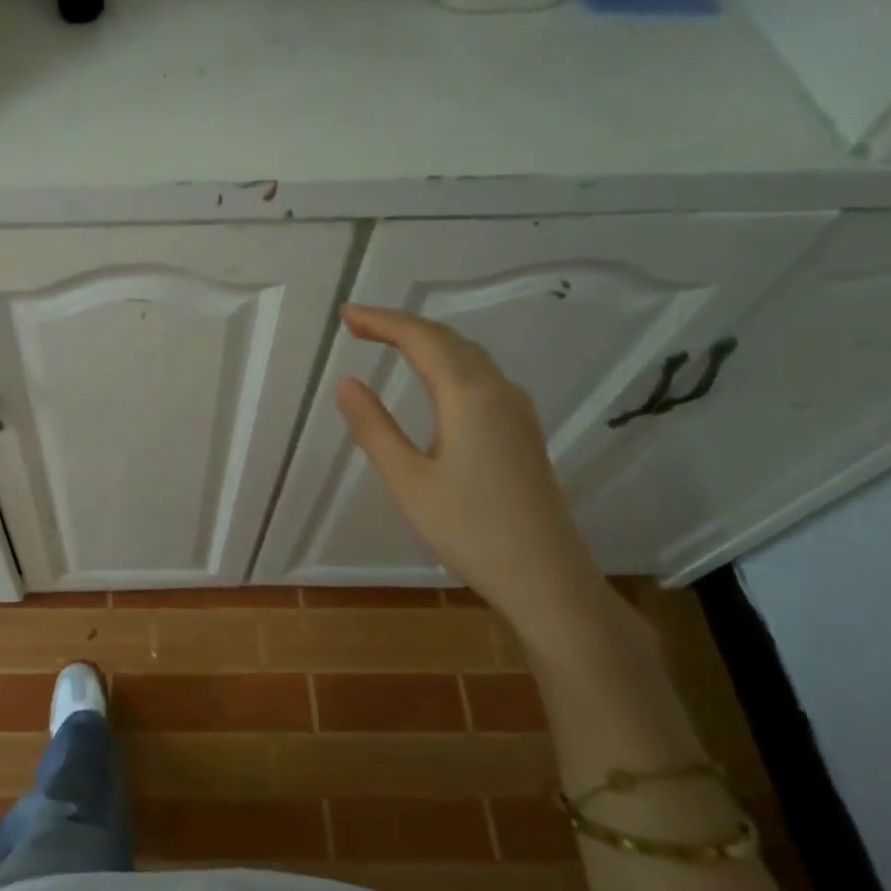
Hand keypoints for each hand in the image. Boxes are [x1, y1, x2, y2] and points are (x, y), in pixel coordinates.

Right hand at [334, 303, 607, 630]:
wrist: (545, 576)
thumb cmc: (469, 529)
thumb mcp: (408, 480)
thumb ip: (374, 427)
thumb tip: (346, 383)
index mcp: (469, 396)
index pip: (421, 339)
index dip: (381, 321)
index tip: (345, 314)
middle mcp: (498, 391)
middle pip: (448, 340)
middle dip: (401, 325)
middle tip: (358, 324)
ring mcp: (517, 411)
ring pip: (469, 357)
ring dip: (427, 342)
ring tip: (388, 341)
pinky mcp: (523, 432)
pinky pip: (481, 377)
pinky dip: (448, 362)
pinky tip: (436, 380)